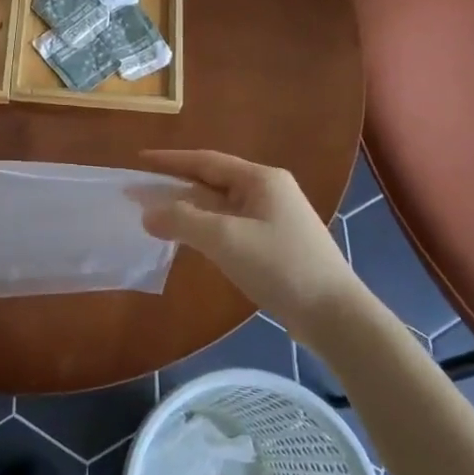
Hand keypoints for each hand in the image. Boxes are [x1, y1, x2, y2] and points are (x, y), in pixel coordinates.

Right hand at [141, 149, 369, 343]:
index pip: (205, 160)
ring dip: (189, 209)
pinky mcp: (275, 244)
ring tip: (156, 216)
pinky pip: (231, 226)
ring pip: (221, 206)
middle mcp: (269, 191)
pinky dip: (205, 228)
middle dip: (176, 186)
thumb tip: (146, 212)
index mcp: (261, 179)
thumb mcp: (225, 239)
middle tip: (140, 193)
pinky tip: (189, 240)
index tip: (139, 160)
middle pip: (212, 181)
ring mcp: (274, 218)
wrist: (334, 315)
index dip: (170, 160)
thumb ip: (181, 220)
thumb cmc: (280, 266)